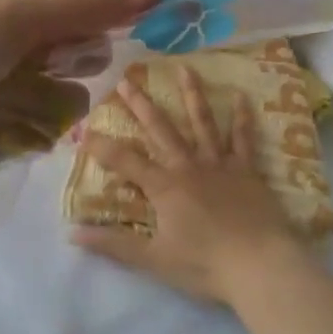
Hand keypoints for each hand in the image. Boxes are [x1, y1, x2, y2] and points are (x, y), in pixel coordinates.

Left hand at [0, 0, 159, 198]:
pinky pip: (50, 133)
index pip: (84, 7)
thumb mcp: (14, 18)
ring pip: (73, 97)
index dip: (116, 10)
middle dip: (78, 57)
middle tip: (46, 62)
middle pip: (83, 52)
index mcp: (16, 10)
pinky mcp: (9, 141)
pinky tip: (3, 130)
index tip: (160, 12)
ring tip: (7, 101)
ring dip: (49, 99)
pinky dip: (33, 130)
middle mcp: (20, 50)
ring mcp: (14, 97)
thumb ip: (87, 6)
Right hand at [73, 66, 303, 305]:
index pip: (125, 161)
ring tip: (184, 68)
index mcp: (164, 187)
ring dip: (191, 94)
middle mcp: (188, 166)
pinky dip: (242, 117)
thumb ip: (114, 245)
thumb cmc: (205, 265)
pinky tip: (241, 95)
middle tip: (126, 80)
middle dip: (141, 105)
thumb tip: (72, 234)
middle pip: (161, 129)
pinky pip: (243, 138)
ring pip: (202, 122)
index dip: (102, 147)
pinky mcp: (247, 169)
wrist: (259, 265)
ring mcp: (219, 163)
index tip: (84, 130)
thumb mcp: (154, 260)